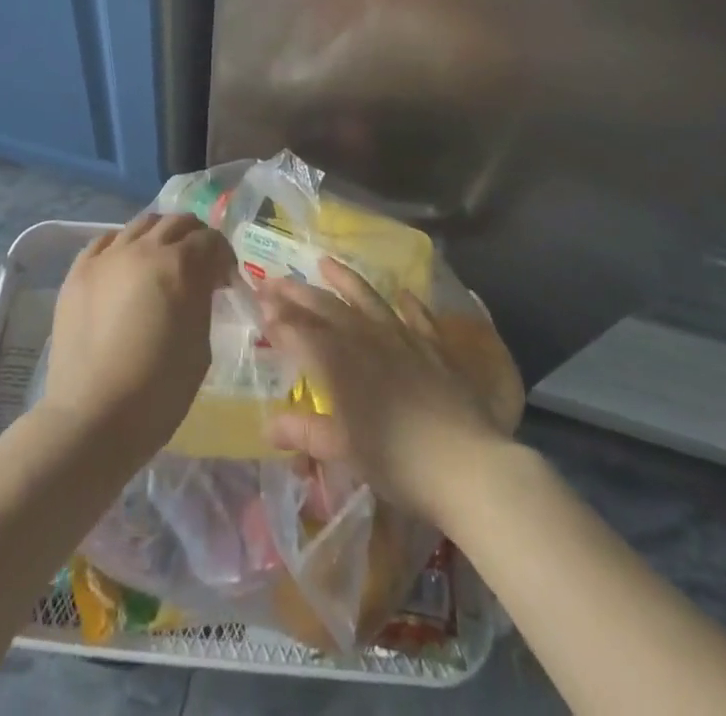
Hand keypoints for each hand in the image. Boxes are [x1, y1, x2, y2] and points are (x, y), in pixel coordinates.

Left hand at [43, 212, 236, 463]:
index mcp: (179, 265)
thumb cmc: (158, 390)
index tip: (224, 280)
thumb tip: (202, 283)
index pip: (210, 239)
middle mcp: (143, 248)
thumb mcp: (200, 345)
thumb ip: (202, 301)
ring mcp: (106, 256)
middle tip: (199, 264)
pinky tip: (125, 266)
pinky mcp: (78, 271)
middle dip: (194, 238)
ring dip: (159, 236)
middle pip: (176, 222)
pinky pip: (106, 241)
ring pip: (140, 224)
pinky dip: (123, 245)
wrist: (93, 417)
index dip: (223, 256)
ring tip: (161, 262)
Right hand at [257, 259, 507, 524]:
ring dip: (344, 280)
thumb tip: (267, 426)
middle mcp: (366, 340)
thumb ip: (306, 432)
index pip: (300, 332)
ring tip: (325, 262)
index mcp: (340, 363)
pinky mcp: (434, 346)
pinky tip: (402, 294)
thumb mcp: (344, 451)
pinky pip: (418, 317)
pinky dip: (408, 304)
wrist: (466, 463)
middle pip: (326, 308)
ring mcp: (403, 338)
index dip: (278, 318)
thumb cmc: (397, 461)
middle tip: (274, 280)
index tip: (259, 305)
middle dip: (297, 293)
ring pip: (367, 299)